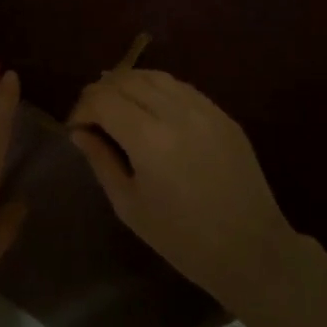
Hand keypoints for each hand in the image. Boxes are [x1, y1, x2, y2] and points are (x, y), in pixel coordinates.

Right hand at [69, 69, 298, 313]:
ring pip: (155, 76)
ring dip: (129, 85)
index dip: (82, 108)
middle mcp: (176, 112)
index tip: (76, 129)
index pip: (102, 99)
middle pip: (126, 80)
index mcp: (148, 138)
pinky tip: (151, 110)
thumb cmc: (182, 238)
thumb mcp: (129, 205)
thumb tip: (79, 133)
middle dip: (101, 93)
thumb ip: (101, 161)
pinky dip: (157, 90)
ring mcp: (204, 109)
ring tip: (118, 107)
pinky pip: (181, 88)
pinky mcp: (222, 114)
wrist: (250, 249)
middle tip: (92, 118)